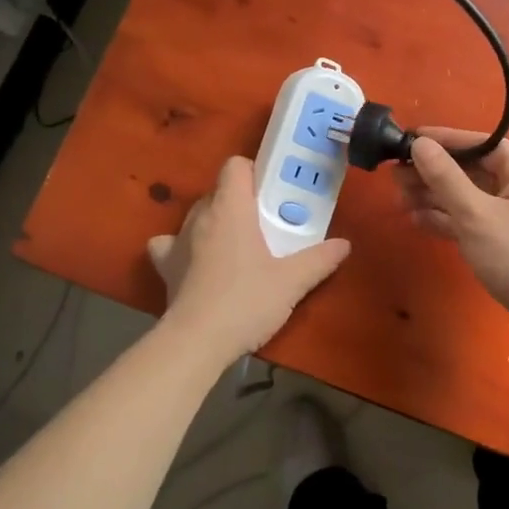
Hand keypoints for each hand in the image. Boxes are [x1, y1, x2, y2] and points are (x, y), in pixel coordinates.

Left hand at [147, 155, 350, 363]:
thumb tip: (344, 245)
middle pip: (219, 191)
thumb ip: (319, 259)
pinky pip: (169, 243)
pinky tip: (197, 261)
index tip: (272, 193)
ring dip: (215, 222)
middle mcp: (200, 215)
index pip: (234, 166)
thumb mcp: (292, 282)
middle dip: (241, 201)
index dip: (253, 173)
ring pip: (197, 215)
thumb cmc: (245, 301)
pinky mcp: (165, 266)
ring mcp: (177, 240)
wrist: (196, 342)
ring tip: (236, 245)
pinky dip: (183, 246)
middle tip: (266, 224)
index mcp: (230, 208)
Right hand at [394, 129, 508, 334]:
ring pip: (473, 199)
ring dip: (437, 199)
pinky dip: (451, 221)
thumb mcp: (476, 214)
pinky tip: (418, 220)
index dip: (443, 141)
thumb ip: (445, 178)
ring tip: (399, 200)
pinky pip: (477, 223)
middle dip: (434, 175)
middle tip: (395, 177)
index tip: (408, 139)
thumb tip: (420, 144)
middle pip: (474, 172)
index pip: (480, 144)